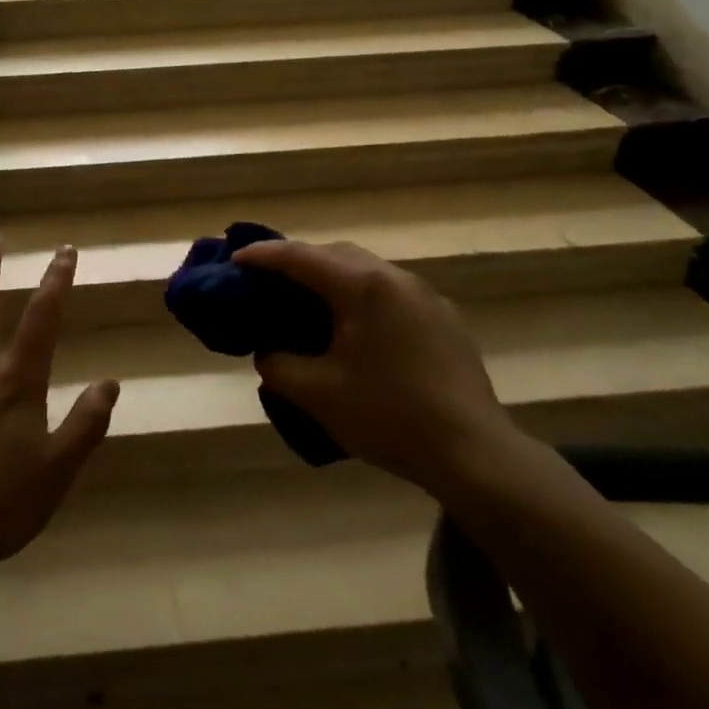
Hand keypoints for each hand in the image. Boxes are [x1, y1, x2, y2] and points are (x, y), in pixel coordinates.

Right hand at [232, 238, 518, 493]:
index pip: (300, 257)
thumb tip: (270, 351)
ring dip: (333, 279)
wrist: (473, 454)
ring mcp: (426, 297)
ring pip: (367, 271)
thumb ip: (278, 364)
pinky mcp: (445, 319)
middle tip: (270, 282)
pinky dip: (362, 298)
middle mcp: (396, 279)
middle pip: (336, 254)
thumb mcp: (317, 394)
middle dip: (299, 262)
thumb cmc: (389, 416)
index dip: (263, 256)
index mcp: (363, 287)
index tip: (235, 260)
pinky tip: (357, 330)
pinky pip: (391, 293)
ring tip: (310, 304)